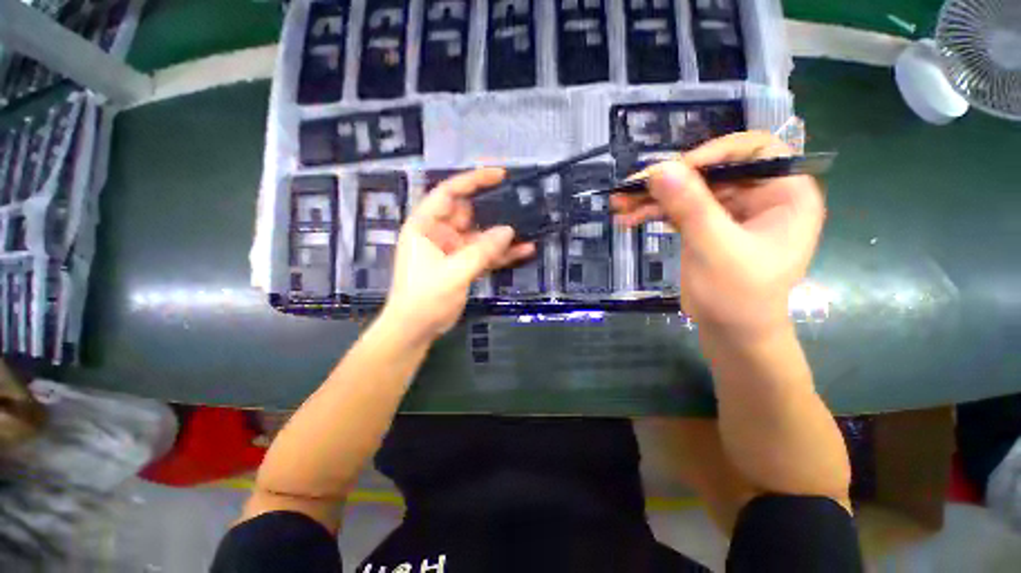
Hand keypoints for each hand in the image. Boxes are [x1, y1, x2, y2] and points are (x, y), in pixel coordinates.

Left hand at [383, 168, 535, 340]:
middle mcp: (440, 233)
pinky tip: (524, 251)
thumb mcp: (453, 272)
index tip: (499, 175)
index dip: (473, 180)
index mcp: (426, 226)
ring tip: (530, 227)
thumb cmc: (425, 298)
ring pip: (481, 235)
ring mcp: (454, 250)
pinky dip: (502, 254)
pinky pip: (486, 255)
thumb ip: (481, 251)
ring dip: (503, 234)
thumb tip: (508, 231)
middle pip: (469, 213)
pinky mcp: (464, 266)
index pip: (449, 193)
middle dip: (494, 208)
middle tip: (522, 202)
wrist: (415, 329)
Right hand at [613, 132, 824, 341]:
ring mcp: (729, 212)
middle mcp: (759, 196)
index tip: (674, 172)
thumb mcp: (715, 248)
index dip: (713, 153)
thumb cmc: (737, 296)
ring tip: (620, 206)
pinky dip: (654, 213)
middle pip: (710, 172)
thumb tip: (659, 169)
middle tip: (630, 188)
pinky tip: (629, 219)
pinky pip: (679, 210)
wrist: (731, 333)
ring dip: (653, 198)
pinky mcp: (706, 227)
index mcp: (784, 194)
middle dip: (668, 182)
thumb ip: (690, 207)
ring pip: (689, 192)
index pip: (753, 151)